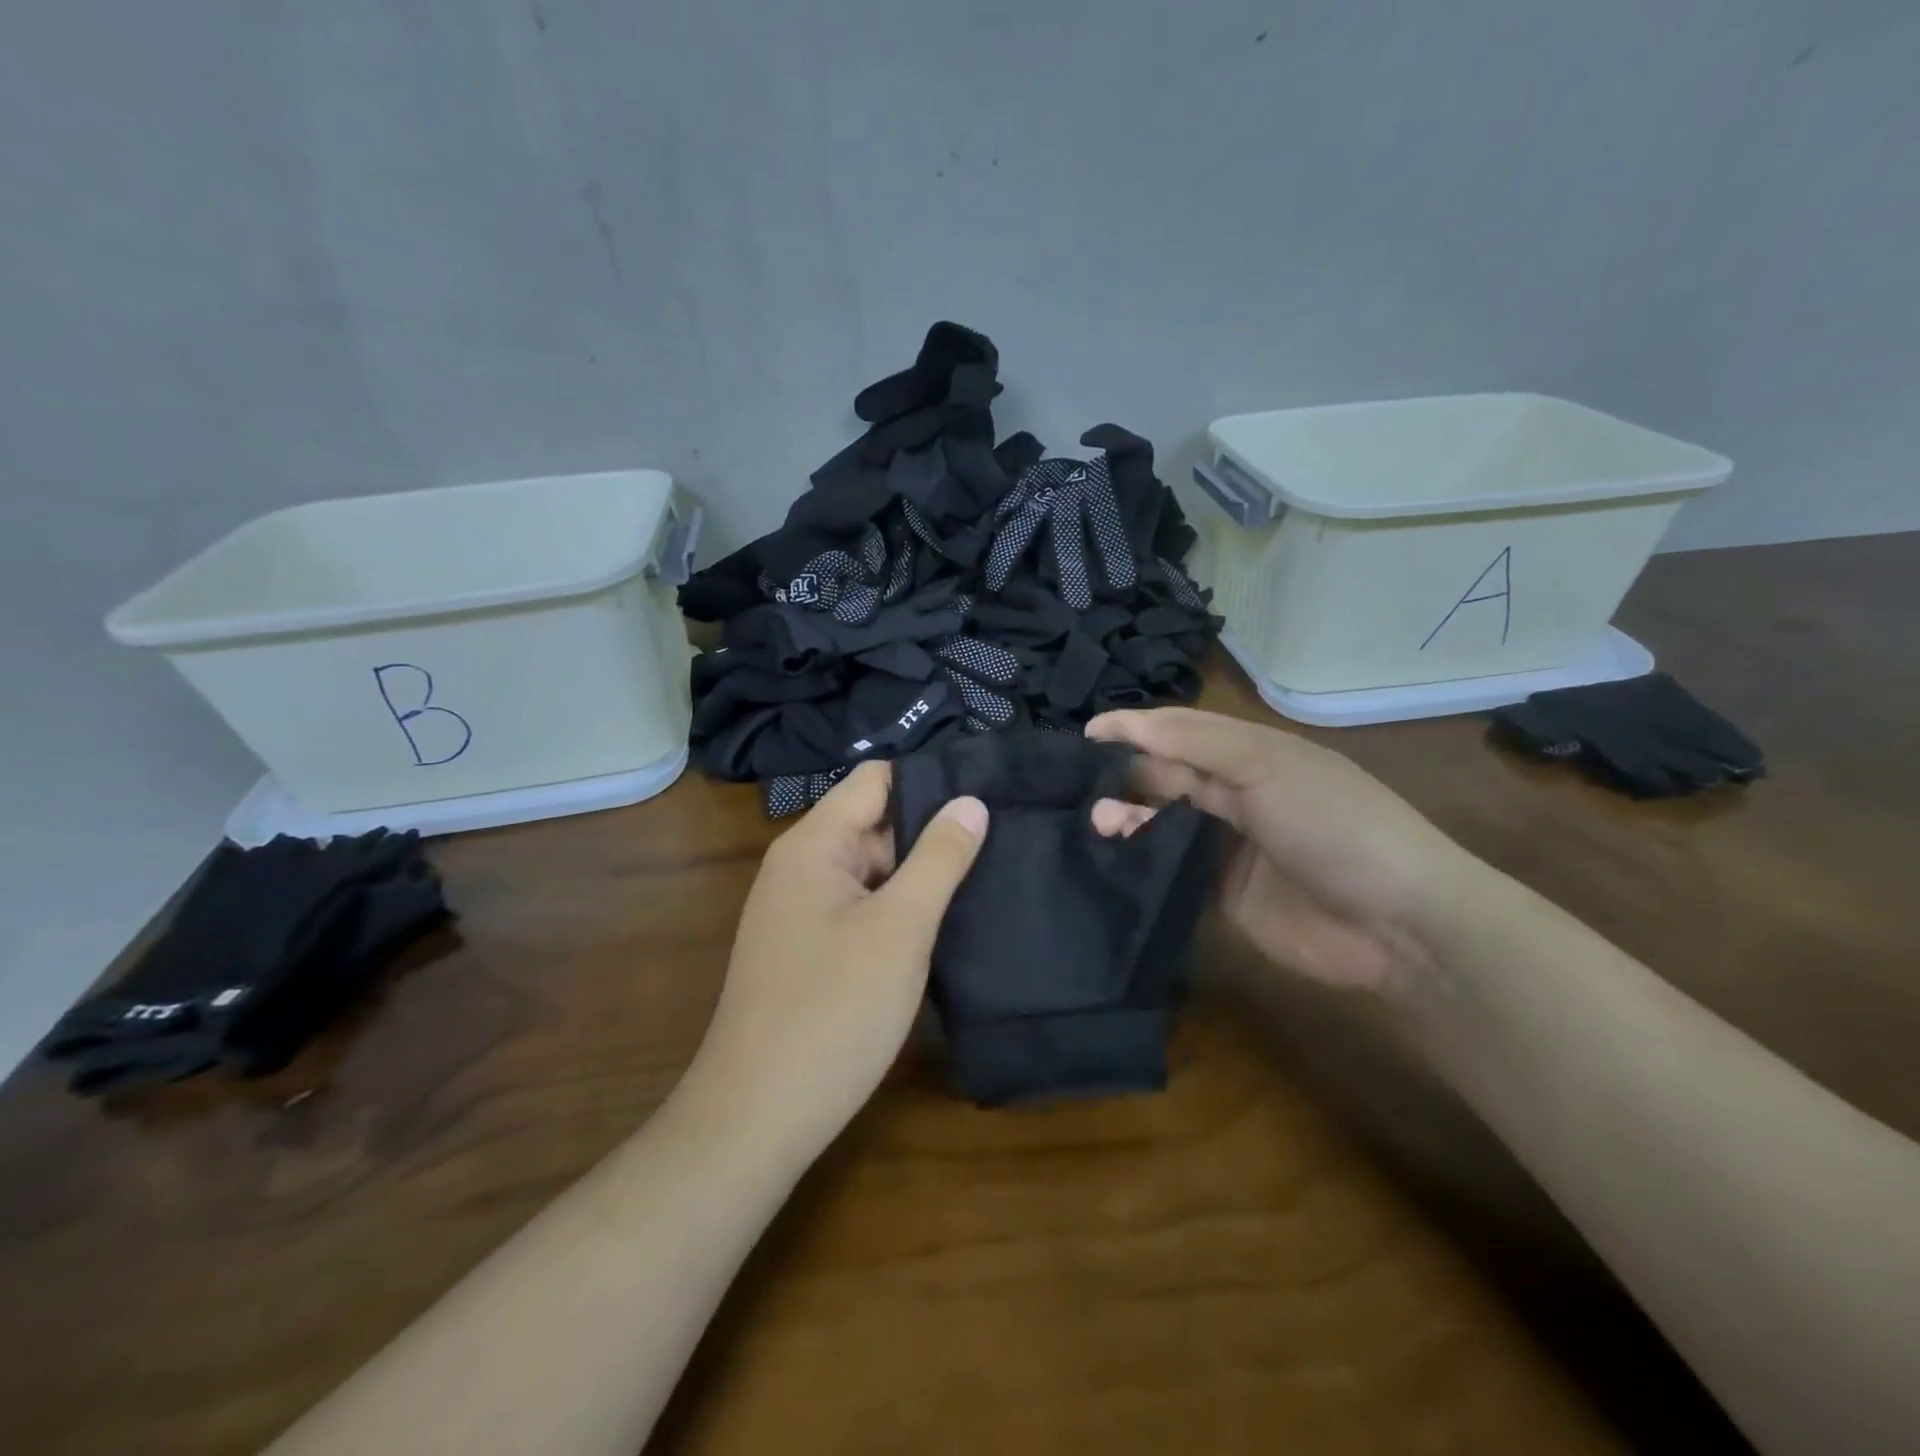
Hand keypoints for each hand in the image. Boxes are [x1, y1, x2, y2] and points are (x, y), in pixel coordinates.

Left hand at [686, 761, 987, 1157]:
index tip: (989, 791)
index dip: (931, 779)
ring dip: (918, 874)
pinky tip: (943, 923)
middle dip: (931, 830)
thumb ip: (939, 859)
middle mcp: (800, 866)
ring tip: (987, 876)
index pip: (876, 779)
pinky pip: (860, 906)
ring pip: (871, 869)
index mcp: (814, 844)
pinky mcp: (808, 948)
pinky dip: (898, 909)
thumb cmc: (833, 1012)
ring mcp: (801, 909)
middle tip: (1003, 839)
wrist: (757, 1118)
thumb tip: (971, 801)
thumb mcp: (900, 928)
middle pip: (875, 823)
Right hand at [1085, 708, 1470, 991]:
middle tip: (1084, 789)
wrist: (1395, 924)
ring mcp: (1228, 846)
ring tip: (1100, 823)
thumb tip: (1132, 728)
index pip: (1181, 730)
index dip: (1135, 728)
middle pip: (1167, 775)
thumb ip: (1196, 746)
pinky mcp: (1221, 893)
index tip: (1085, 735)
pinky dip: (1142, 860)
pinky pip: (1171, 870)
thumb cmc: (1333, 824)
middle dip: (1126, 774)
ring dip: (1129, 816)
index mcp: (1251, 754)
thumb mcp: (1267, 767)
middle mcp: (1236, 794)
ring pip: (1163, 821)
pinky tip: (1117, 854)